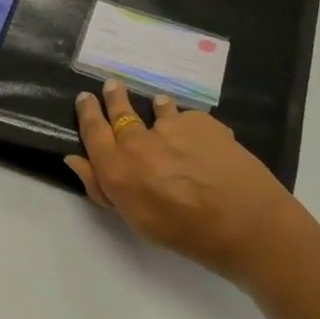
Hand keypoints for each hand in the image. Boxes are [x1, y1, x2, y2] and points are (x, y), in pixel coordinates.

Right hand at [67, 82, 304, 285]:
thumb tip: (76, 160)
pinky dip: (188, 123)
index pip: (93, 131)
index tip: (84, 98)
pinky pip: (189, 117)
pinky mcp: (201, 121)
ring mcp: (171, 126)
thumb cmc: (183, 232)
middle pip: (121, 111)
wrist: (243, 221)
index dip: (87, 112)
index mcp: (117, 168)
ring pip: (157, 108)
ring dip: (155, 106)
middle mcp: (138, 141)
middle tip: (111, 85)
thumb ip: (102, 187)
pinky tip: (199, 134)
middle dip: (114, 97)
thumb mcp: (135, 219)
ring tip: (159, 104)